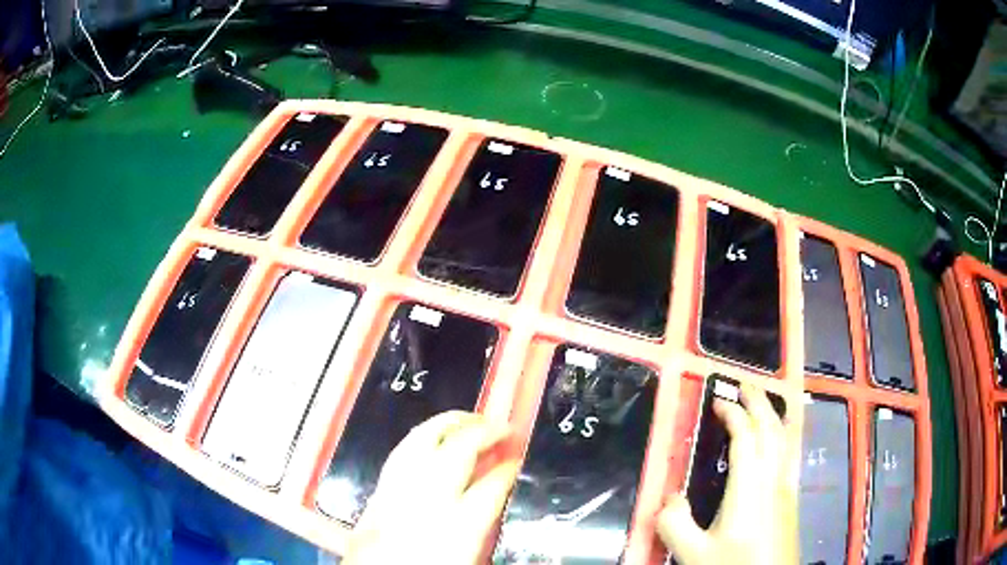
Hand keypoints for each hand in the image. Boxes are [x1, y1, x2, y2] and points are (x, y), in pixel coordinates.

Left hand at [343, 411, 518, 564]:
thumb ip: (484, 526)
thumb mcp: (468, 557)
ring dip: (449, 425)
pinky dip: (419, 438)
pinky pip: (399, 453)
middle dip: (483, 432)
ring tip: (470, 420)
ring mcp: (396, 493)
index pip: (491, 487)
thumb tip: (499, 493)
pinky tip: (430, 436)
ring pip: (422, 443)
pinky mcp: (376, 493)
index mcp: (457, 529)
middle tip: (502, 428)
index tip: (520, 458)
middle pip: (455, 452)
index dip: (510, 468)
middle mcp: (425, 503)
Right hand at [657, 384, 798, 564]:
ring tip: (764, 402)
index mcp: (749, 487)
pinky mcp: (791, 500)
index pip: (745, 437)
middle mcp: (773, 479)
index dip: (733, 414)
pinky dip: (783, 435)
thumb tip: (670, 497)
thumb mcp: (693, 554)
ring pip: (785, 440)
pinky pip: (789, 454)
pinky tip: (778, 442)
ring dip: (773, 415)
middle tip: (745, 383)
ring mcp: (786, 489)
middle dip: (759, 402)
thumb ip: (674, 524)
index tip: (717, 400)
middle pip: (771, 429)